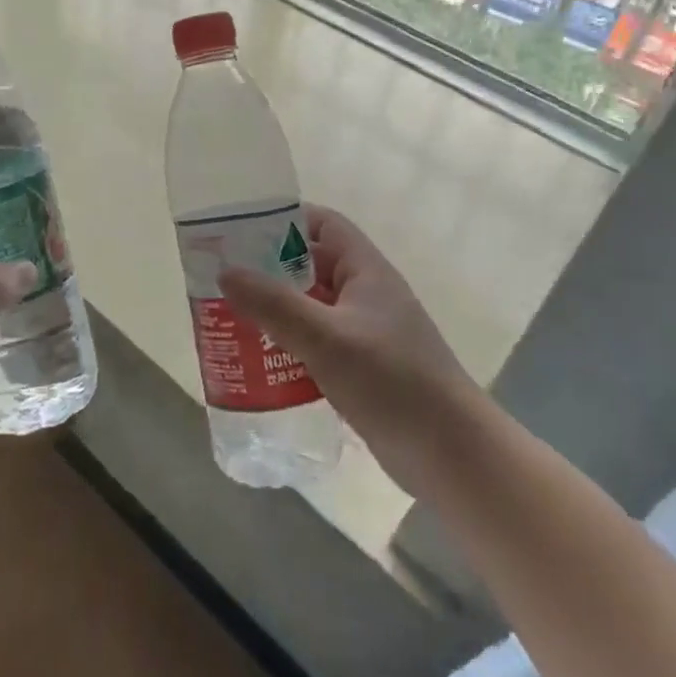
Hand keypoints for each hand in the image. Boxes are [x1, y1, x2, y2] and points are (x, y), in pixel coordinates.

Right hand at [219, 205, 479, 495]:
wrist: (452, 455)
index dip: (286, 221)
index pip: (324, 225)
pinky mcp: (361, 369)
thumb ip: (274, 304)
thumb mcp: (327, 338)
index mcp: (367, 271)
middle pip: (311, 267)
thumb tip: (225, 272)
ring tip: (230, 318)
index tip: (242, 232)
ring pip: (311, 308)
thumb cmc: (393, 381)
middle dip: (269, 269)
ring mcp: (365, 334)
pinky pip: (316, 344)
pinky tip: (259, 361)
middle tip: (224, 278)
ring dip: (275, 311)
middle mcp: (366, 295)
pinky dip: (288, 345)